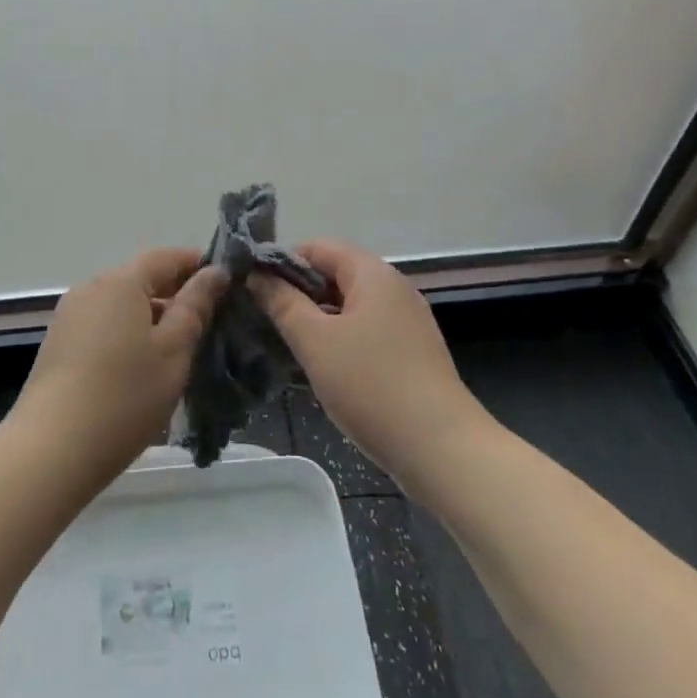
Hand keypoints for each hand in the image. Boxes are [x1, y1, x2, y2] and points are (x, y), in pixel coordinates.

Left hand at [9, 248, 227, 484]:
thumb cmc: (124, 396)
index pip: (165, 257)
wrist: (51, 450)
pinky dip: (127, 332)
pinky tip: (141, 365)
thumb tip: (214, 271)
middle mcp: (90, 288)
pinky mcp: (58, 343)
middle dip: (175, 293)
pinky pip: (103, 324)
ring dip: (151, 316)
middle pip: (140, 278)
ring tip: (179, 347)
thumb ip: (195, 307)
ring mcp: (70, 315)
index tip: (225, 283)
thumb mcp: (173, 351)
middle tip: (209, 319)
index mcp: (120, 282)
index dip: (196, 264)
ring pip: (121, 304)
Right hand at [253, 240, 484, 496]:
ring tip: (286, 344)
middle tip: (266, 320)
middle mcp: (393, 287)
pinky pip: (364, 330)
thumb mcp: (315, 342)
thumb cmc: (371, 386)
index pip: (317, 247)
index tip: (254, 290)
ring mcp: (405, 320)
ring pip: (348, 305)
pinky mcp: (410, 351)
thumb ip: (282, 303)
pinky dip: (339, 339)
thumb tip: (257, 274)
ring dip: (316, 319)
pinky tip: (321, 367)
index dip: (282, 262)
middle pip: (334, 273)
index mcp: (372, 273)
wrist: (442, 450)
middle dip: (297, 293)